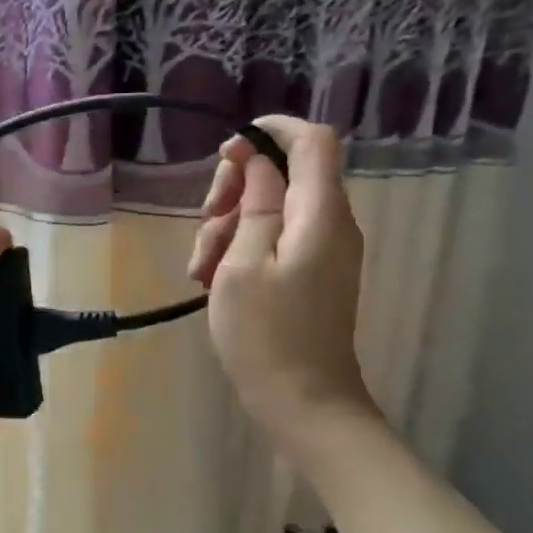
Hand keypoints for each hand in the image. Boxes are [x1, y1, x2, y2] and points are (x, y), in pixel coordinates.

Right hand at [186, 116, 375, 450]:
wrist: (303, 402)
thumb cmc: (266, 334)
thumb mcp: (243, 264)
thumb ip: (253, 205)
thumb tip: (259, 162)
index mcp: (320, 214)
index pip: (313, 141)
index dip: (272, 130)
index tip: (228, 148)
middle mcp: (331, 223)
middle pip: (285, 173)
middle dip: (237, 186)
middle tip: (205, 220)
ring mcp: (323, 250)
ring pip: (272, 208)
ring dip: (230, 225)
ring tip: (201, 268)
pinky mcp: (311, 273)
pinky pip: (275, 239)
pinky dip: (242, 248)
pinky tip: (214, 279)